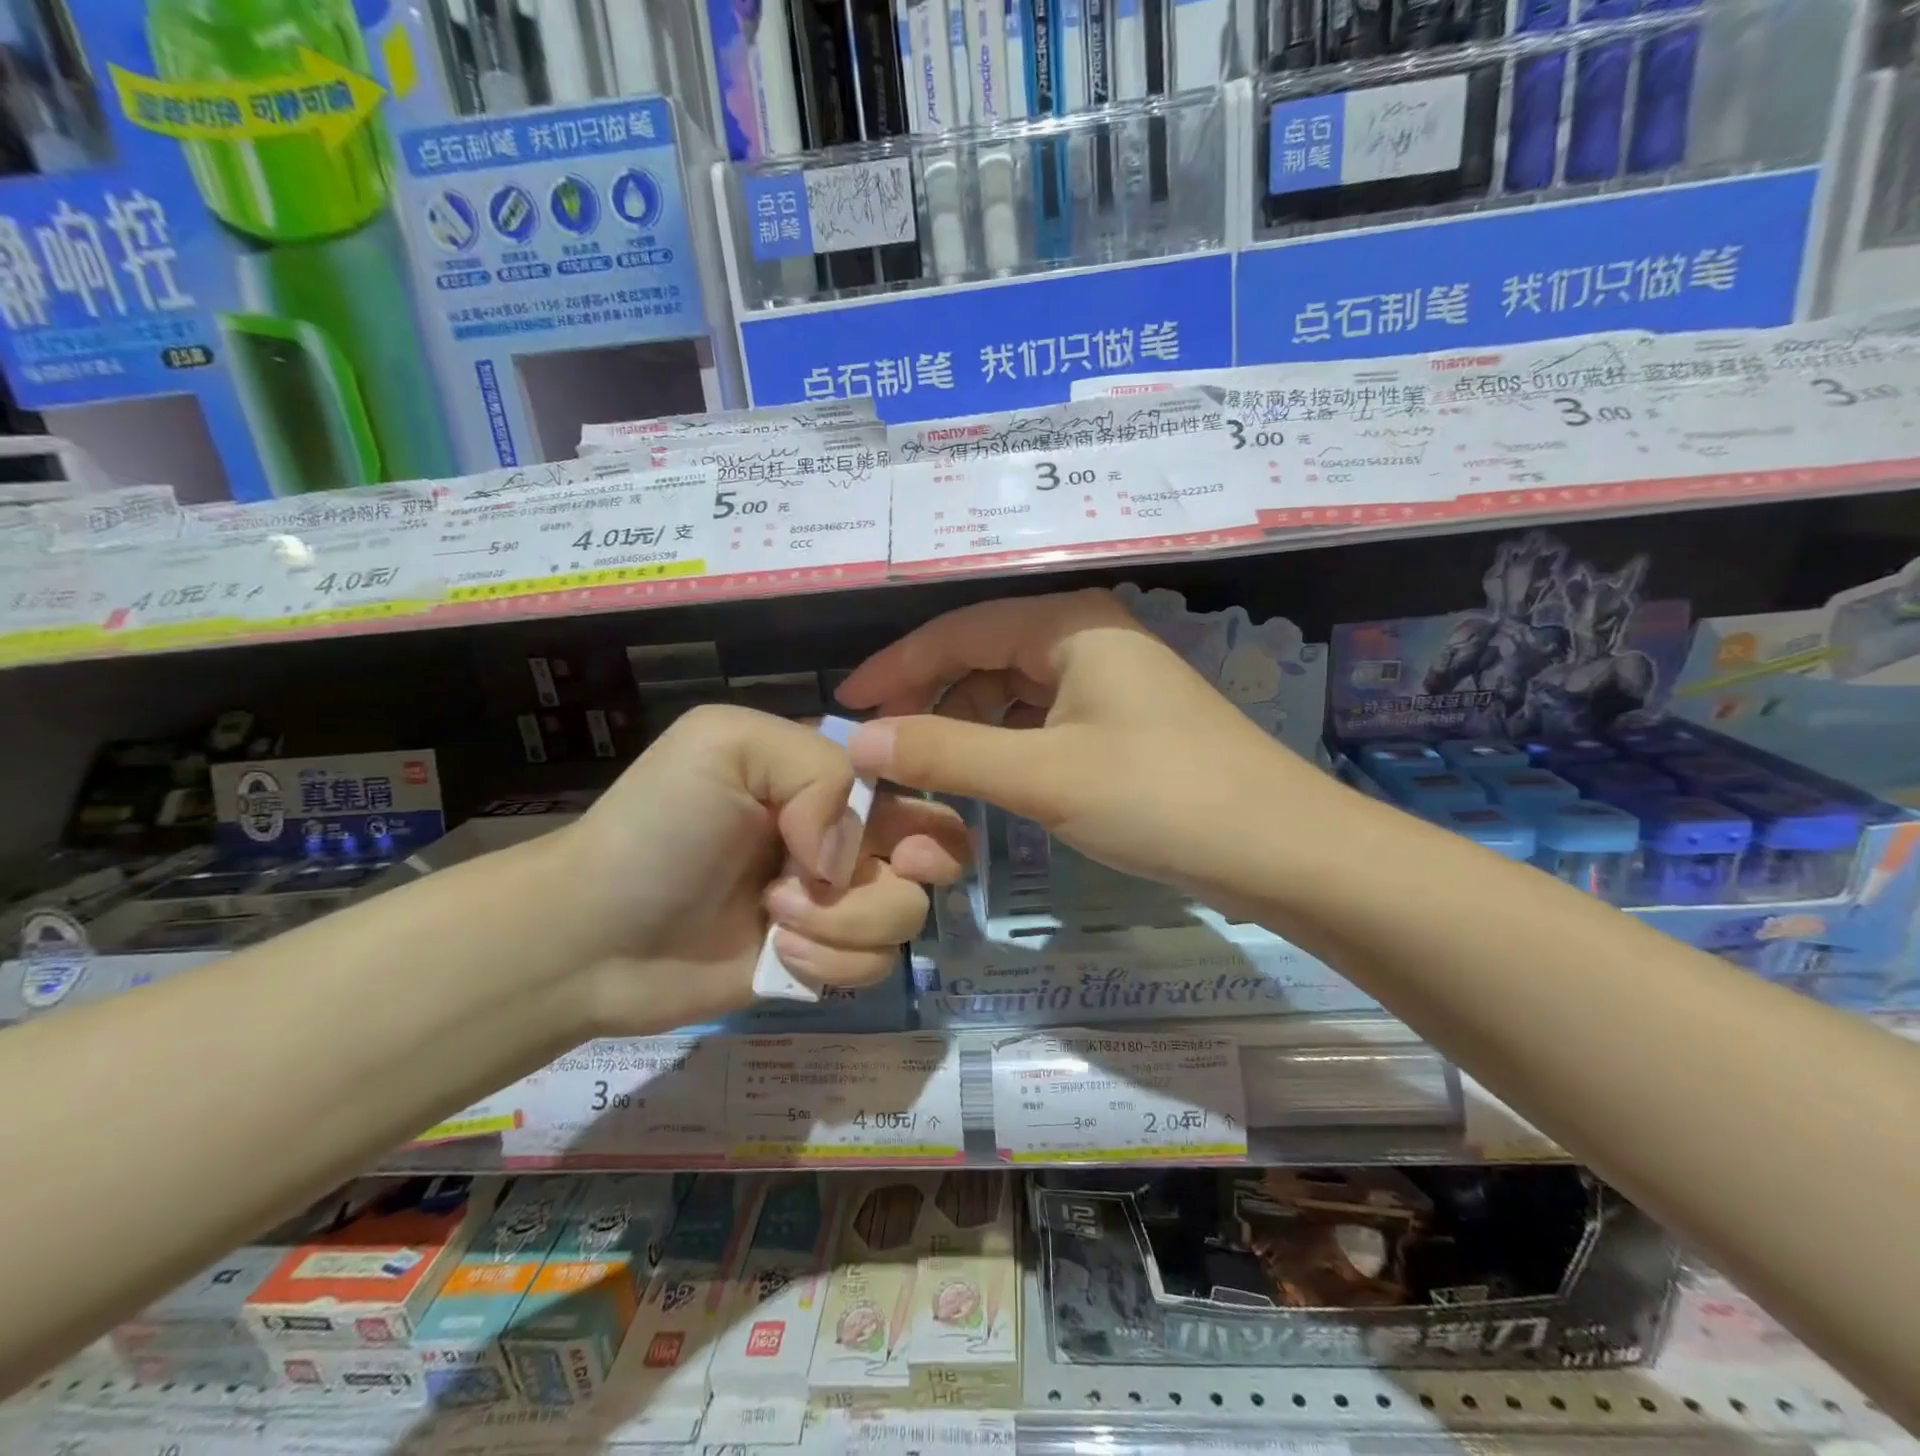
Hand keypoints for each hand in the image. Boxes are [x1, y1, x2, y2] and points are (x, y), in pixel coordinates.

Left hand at [552, 704, 968, 1034]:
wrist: (594, 935)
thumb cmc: (659, 825)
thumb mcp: (726, 744)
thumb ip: (816, 768)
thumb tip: (848, 854)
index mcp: (827, 780)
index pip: (913, 783)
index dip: (925, 807)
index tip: (901, 835)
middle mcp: (843, 837)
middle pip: (934, 851)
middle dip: (917, 866)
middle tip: (871, 874)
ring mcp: (836, 904)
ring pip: (905, 913)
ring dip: (846, 919)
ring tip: (775, 914)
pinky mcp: (823, 962)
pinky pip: (873, 965)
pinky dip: (831, 961)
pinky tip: (777, 953)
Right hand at [836, 589, 1333, 910]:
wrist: (1282, 850)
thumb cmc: (1159, 796)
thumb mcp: (1042, 775)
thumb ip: (946, 753)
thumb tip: (860, 740)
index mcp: (1069, 625)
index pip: (958, 630)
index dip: (897, 666)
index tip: (847, 703)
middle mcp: (1087, 639)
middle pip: (984, 657)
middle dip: (930, 699)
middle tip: (881, 747)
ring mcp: (1108, 684)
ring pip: (1012, 693)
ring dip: (965, 727)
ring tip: (922, 769)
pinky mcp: (1122, 726)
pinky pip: (1041, 723)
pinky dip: (1004, 747)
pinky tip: (982, 779)